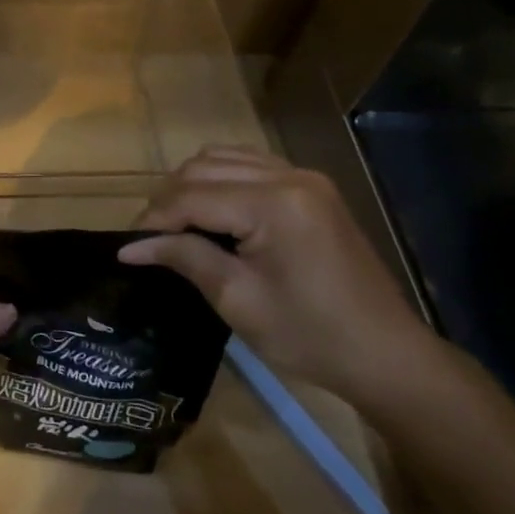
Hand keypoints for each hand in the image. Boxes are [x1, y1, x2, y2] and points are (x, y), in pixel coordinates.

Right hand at [116, 146, 432, 403]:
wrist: (386, 355)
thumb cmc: (310, 337)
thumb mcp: (237, 300)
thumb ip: (184, 259)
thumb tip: (130, 247)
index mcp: (274, 205)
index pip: (191, 196)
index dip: (154, 219)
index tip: (128, 247)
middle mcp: (289, 176)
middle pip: (203, 167)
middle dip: (169, 200)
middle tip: (151, 240)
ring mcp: (304, 177)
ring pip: (223, 158)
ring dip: (192, 185)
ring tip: (178, 225)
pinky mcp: (311, 187)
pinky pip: (250, 164)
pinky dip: (221, 179)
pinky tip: (213, 211)